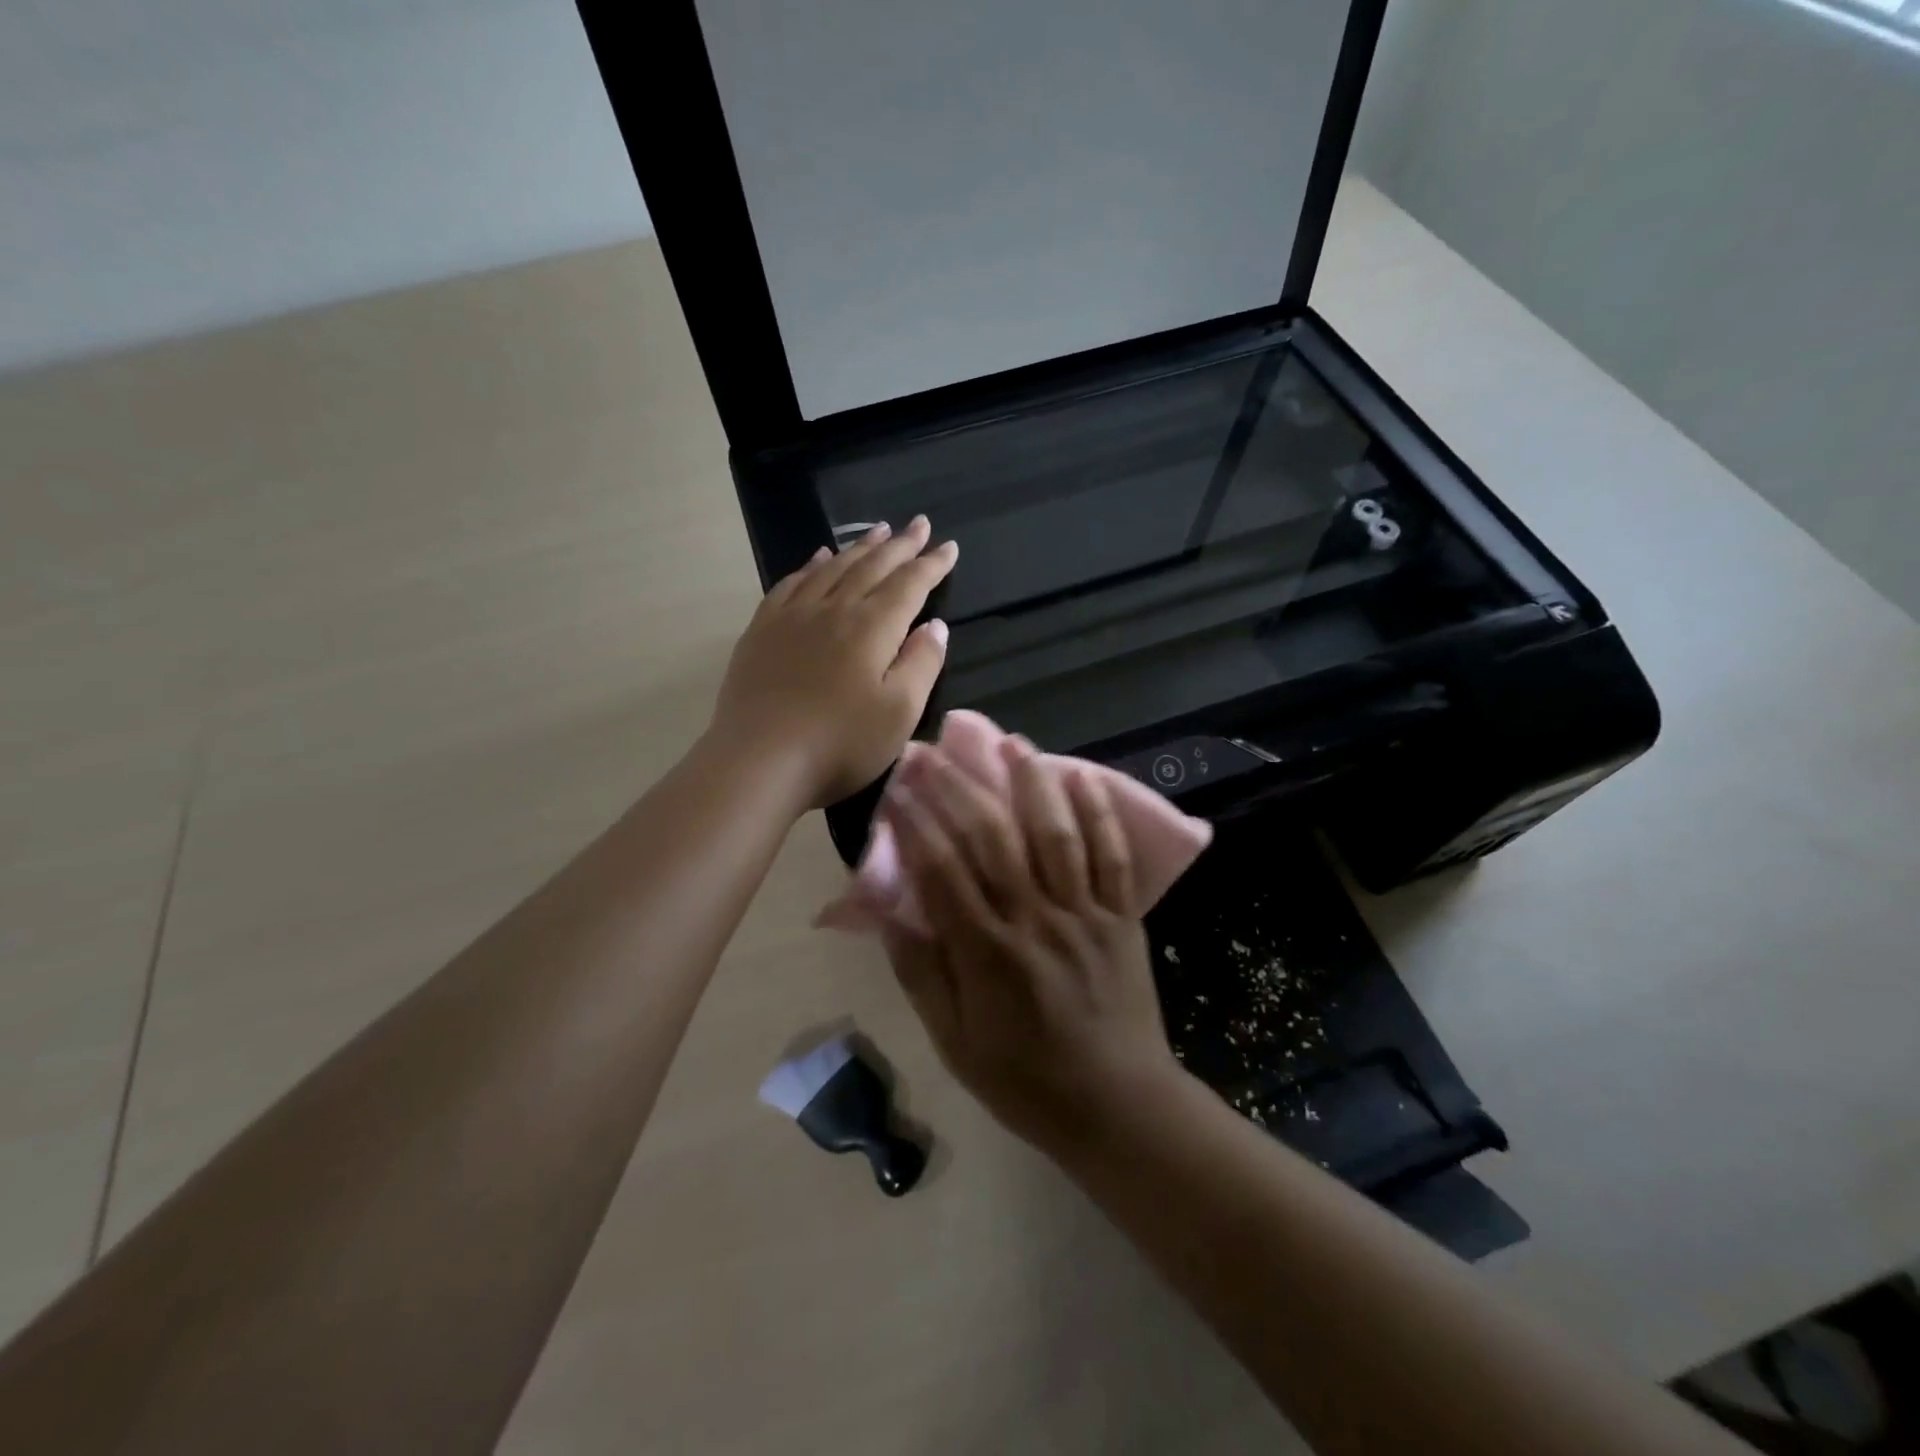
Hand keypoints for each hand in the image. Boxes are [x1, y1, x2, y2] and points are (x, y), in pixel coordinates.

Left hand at [710, 518, 957, 808]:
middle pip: (873, 567)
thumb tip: (935, 625)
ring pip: (832, 568)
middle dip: (900, 545)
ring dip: (859, 547)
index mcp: (872, 628)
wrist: (759, 762)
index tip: (949, 547)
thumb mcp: (899, 713)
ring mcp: (793, 616)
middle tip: (919, 524)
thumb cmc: (840, 745)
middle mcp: (834, 609)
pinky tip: (818, 558)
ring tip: (878, 531)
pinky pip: (791, 583)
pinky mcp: (762, 631)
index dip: (932, 564)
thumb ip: (922, 664)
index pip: (910, 585)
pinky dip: (811, 565)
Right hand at [880, 737, 1179, 1157]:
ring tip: (1011, 743)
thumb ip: (921, 973)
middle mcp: (1034, 920)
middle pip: (992, 838)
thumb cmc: (1024, 1080)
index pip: (941, 870)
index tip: (898, 786)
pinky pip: (1112, 856)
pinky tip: (1083, 776)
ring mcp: (1084, 913)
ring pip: (1056, 834)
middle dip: (960, 788)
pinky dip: (1100, 814)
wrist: (1118, 1105)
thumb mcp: (954, 1042)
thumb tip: (887, 912)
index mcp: (986, 953)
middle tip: (936, 751)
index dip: (915, 822)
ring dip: (1031, 783)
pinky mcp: (1122, 916)